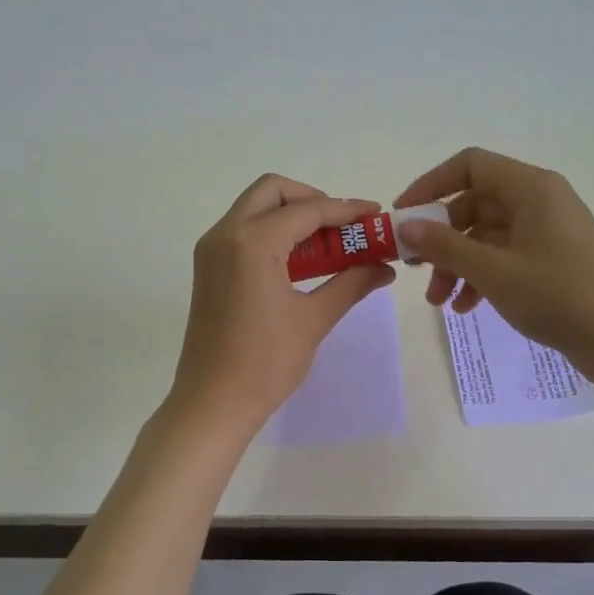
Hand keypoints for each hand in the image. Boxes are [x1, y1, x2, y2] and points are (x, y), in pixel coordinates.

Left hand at [169, 174, 396, 432]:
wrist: (212, 403)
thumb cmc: (265, 363)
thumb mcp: (314, 319)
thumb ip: (351, 283)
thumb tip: (385, 267)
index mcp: (252, 242)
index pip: (307, 210)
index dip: (346, 210)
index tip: (376, 215)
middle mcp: (226, 234)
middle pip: (273, 191)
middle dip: (313, 200)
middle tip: (344, 227)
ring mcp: (212, 250)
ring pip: (254, 208)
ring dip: (292, 215)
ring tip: (328, 244)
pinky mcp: (208, 267)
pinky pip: (243, 231)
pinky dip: (272, 232)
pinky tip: (299, 261)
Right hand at [394, 148, 593, 387]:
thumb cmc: (559, 295)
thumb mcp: (493, 271)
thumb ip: (445, 246)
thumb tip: (406, 226)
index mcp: (530, 188)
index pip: (469, 166)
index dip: (430, 185)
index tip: (403, 217)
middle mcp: (539, 201)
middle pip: (474, 203)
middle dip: (441, 238)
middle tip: (416, 268)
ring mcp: (548, 231)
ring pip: (487, 235)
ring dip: (458, 264)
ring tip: (440, 302)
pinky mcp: (553, 260)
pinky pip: (505, 257)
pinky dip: (482, 277)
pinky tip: (467, 308)